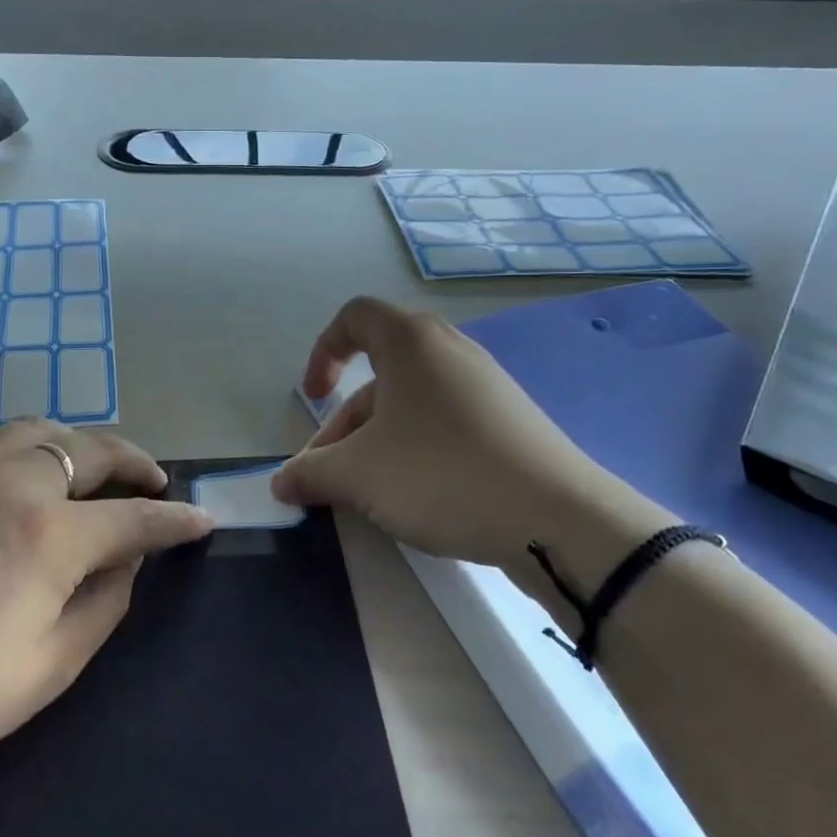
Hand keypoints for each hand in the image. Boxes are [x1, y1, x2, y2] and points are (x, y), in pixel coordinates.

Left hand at [0, 419, 213, 805]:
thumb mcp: (41, 673)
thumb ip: (100, 608)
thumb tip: (126, 562)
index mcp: (49, 533)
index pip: (135, 518)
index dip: (176, 520)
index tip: (202, 519)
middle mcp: (12, 481)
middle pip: (92, 450)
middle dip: (135, 462)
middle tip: (153, 480)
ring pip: (39, 430)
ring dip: (79, 444)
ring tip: (91, 468)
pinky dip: (22, 450)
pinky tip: (15, 477)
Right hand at [272, 298, 674, 600]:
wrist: (556, 518)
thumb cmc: (441, 474)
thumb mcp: (359, 475)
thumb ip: (310, 474)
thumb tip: (280, 483)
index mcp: (410, 342)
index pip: (353, 318)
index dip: (322, 352)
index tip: (313, 399)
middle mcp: (450, 350)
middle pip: (380, 374)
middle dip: (345, 423)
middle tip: (329, 473)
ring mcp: (486, 385)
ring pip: (412, 404)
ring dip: (378, 441)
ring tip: (368, 494)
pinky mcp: (510, 421)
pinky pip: (446, 422)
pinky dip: (417, 449)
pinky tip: (417, 497)